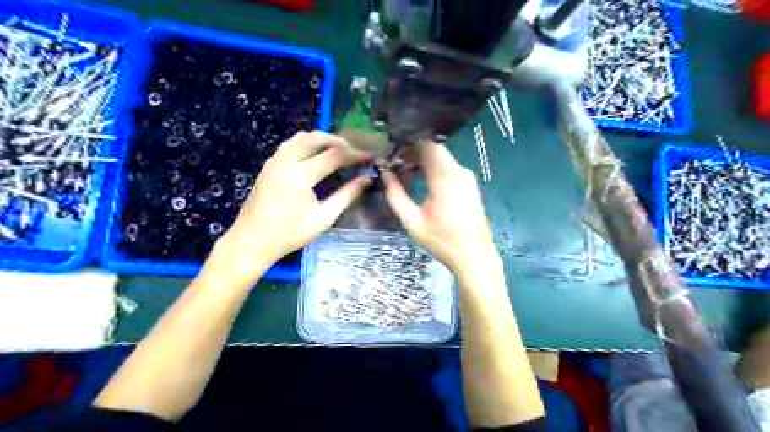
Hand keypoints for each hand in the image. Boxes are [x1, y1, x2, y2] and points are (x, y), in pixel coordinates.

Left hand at [209, 130, 373, 280]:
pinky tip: (314, 155)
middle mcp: (287, 161)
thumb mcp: (324, 218)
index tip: (370, 157)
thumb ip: (346, 196)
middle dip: (339, 142)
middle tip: (354, 152)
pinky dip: (306, 143)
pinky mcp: (268, 165)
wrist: (252, 241)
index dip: (355, 155)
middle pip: (317, 138)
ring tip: (337, 150)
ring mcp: (275, 161)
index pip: (334, 155)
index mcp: (301, 175)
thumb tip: (366, 180)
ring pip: (301, 137)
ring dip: (322, 139)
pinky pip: (290, 144)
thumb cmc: (290, 234)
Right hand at [383, 142, 498, 276]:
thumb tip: (385, 175)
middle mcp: (459, 171)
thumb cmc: (441, 240)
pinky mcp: (471, 187)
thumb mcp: (412, 220)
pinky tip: (424, 184)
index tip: (393, 157)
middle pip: (435, 151)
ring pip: (443, 159)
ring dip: (425, 163)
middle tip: (397, 166)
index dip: (408, 147)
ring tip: (407, 175)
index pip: (427, 145)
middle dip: (415, 154)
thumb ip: (396, 195)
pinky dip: (435, 170)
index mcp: (445, 176)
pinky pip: (451, 169)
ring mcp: (468, 179)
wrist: (474, 257)